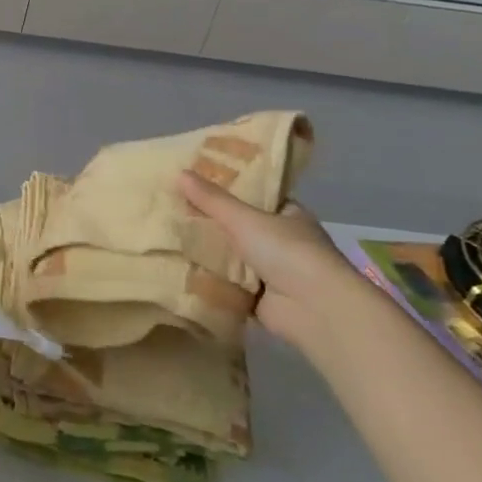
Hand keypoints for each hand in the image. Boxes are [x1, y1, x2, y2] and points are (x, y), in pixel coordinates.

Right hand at [178, 171, 363, 348]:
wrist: (315, 309)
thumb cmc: (287, 252)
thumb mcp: (245, 219)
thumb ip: (212, 200)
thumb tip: (180, 172)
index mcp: (288, 216)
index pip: (254, 197)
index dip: (226, 190)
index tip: (194, 184)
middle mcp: (281, 242)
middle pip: (238, 227)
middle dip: (209, 223)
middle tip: (171, 210)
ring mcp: (271, 272)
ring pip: (230, 257)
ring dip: (206, 253)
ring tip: (167, 238)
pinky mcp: (259, 298)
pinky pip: (227, 284)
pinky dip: (208, 281)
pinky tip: (178, 270)